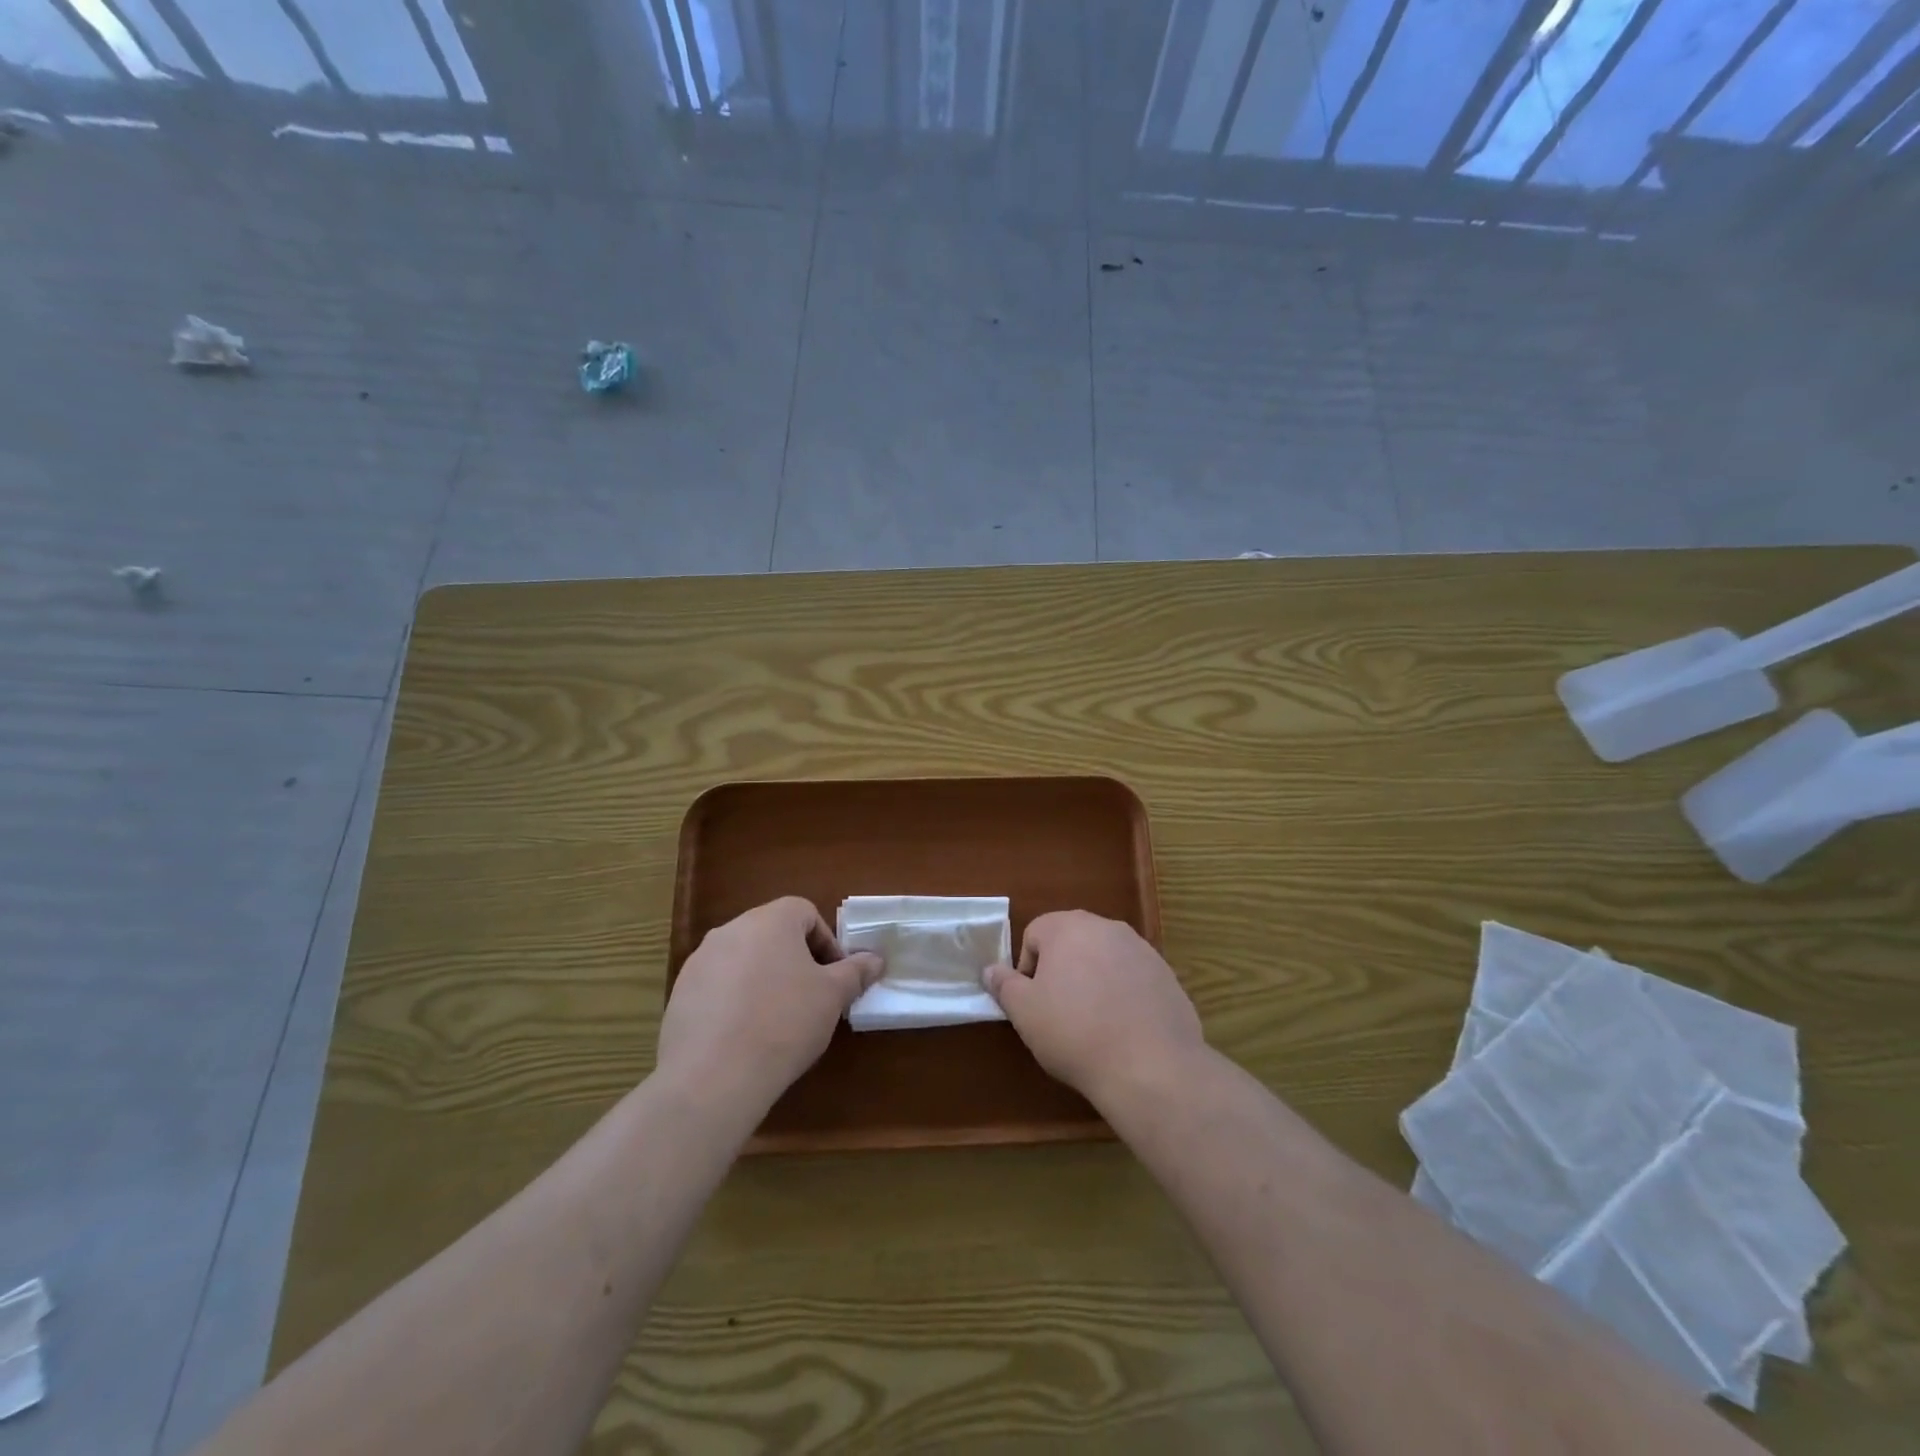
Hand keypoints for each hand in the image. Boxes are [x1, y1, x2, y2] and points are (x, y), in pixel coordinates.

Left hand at [656, 897, 882, 1120]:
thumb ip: (856, 972)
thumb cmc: (784, 1022)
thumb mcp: (832, 997)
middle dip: (796, 961)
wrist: (713, 1076)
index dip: (826, 942)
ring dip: (764, 979)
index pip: (805, 912)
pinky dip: (735, 1001)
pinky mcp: (680, 994)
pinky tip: (745, 1036)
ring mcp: (700, 961)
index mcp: (770, 919)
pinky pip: (718, 986)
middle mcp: (731, 929)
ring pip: (744, 960)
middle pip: (773, 934)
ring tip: (777, 1021)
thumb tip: (876, 959)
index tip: (834, 978)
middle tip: (811, 998)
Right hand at [983, 911, 1205, 1107]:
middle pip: (1071, 941)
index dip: (1027, 968)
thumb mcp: (1025, 1012)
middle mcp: (1106, 927)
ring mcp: (1141, 949)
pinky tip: (1123, 1029)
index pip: (1034, 933)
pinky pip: (1133, 978)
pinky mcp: (1166, 975)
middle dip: (1061, 970)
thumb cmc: (1075, 1032)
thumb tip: (991, 970)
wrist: (1150, 1066)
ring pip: (1104, 958)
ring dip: (1093, 980)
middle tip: (1059, 1011)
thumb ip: (1004, 985)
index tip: (1033, 1003)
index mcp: (1068, 927)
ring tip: (1093, 1023)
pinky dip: (1123, 995)